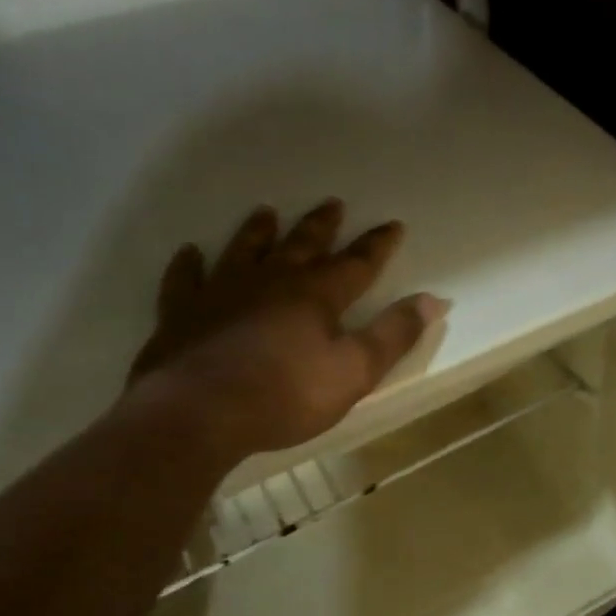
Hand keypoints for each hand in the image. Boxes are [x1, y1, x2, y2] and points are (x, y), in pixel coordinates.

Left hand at [127, 199, 447, 463]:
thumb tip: (432, 300)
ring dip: (258, 232)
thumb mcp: (356, 371)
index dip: (377, 245)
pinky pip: (185, 280)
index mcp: (316, 295)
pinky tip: (190, 253)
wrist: (199, 413)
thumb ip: (394, 335)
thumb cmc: (286, 394)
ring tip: (266, 212)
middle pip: (301, 245)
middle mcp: (270, 281)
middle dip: (321, 226)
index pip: (356, 263)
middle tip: (332, 203)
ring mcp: (221, 293)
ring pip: (244, 251)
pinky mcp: (182, 314)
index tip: (393, 224)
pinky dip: (189, 265)